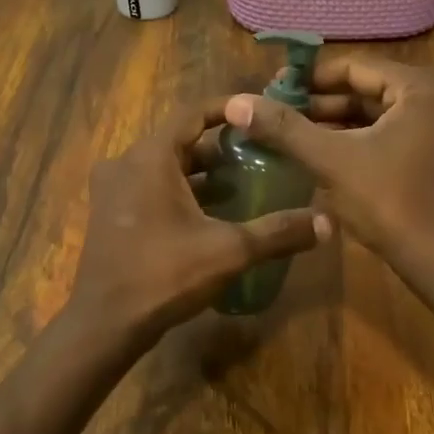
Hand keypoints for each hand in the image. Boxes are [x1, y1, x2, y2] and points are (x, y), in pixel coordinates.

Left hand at [64, 102, 329, 348]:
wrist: (105, 323)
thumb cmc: (164, 275)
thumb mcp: (229, 251)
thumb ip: (278, 232)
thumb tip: (328, 223)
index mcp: (151, 157)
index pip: (194, 114)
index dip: (228, 109)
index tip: (259, 114)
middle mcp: (126, 163)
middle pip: (180, 140)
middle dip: (219, 146)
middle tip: (259, 154)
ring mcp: (113, 189)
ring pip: (164, 166)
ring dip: (200, 172)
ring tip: (241, 183)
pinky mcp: (110, 213)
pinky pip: (150, 187)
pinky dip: (179, 191)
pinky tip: (209, 212)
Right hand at [222, 56, 433, 259]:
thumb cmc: (389, 200)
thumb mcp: (331, 159)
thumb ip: (285, 128)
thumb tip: (236, 103)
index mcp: (421, 87)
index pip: (355, 67)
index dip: (310, 78)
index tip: (273, 89)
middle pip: (367, 90)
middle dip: (321, 102)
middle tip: (277, 112)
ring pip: (377, 115)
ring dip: (336, 123)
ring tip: (291, 132)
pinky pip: (389, 134)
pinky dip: (357, 140)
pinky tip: (321, 152)